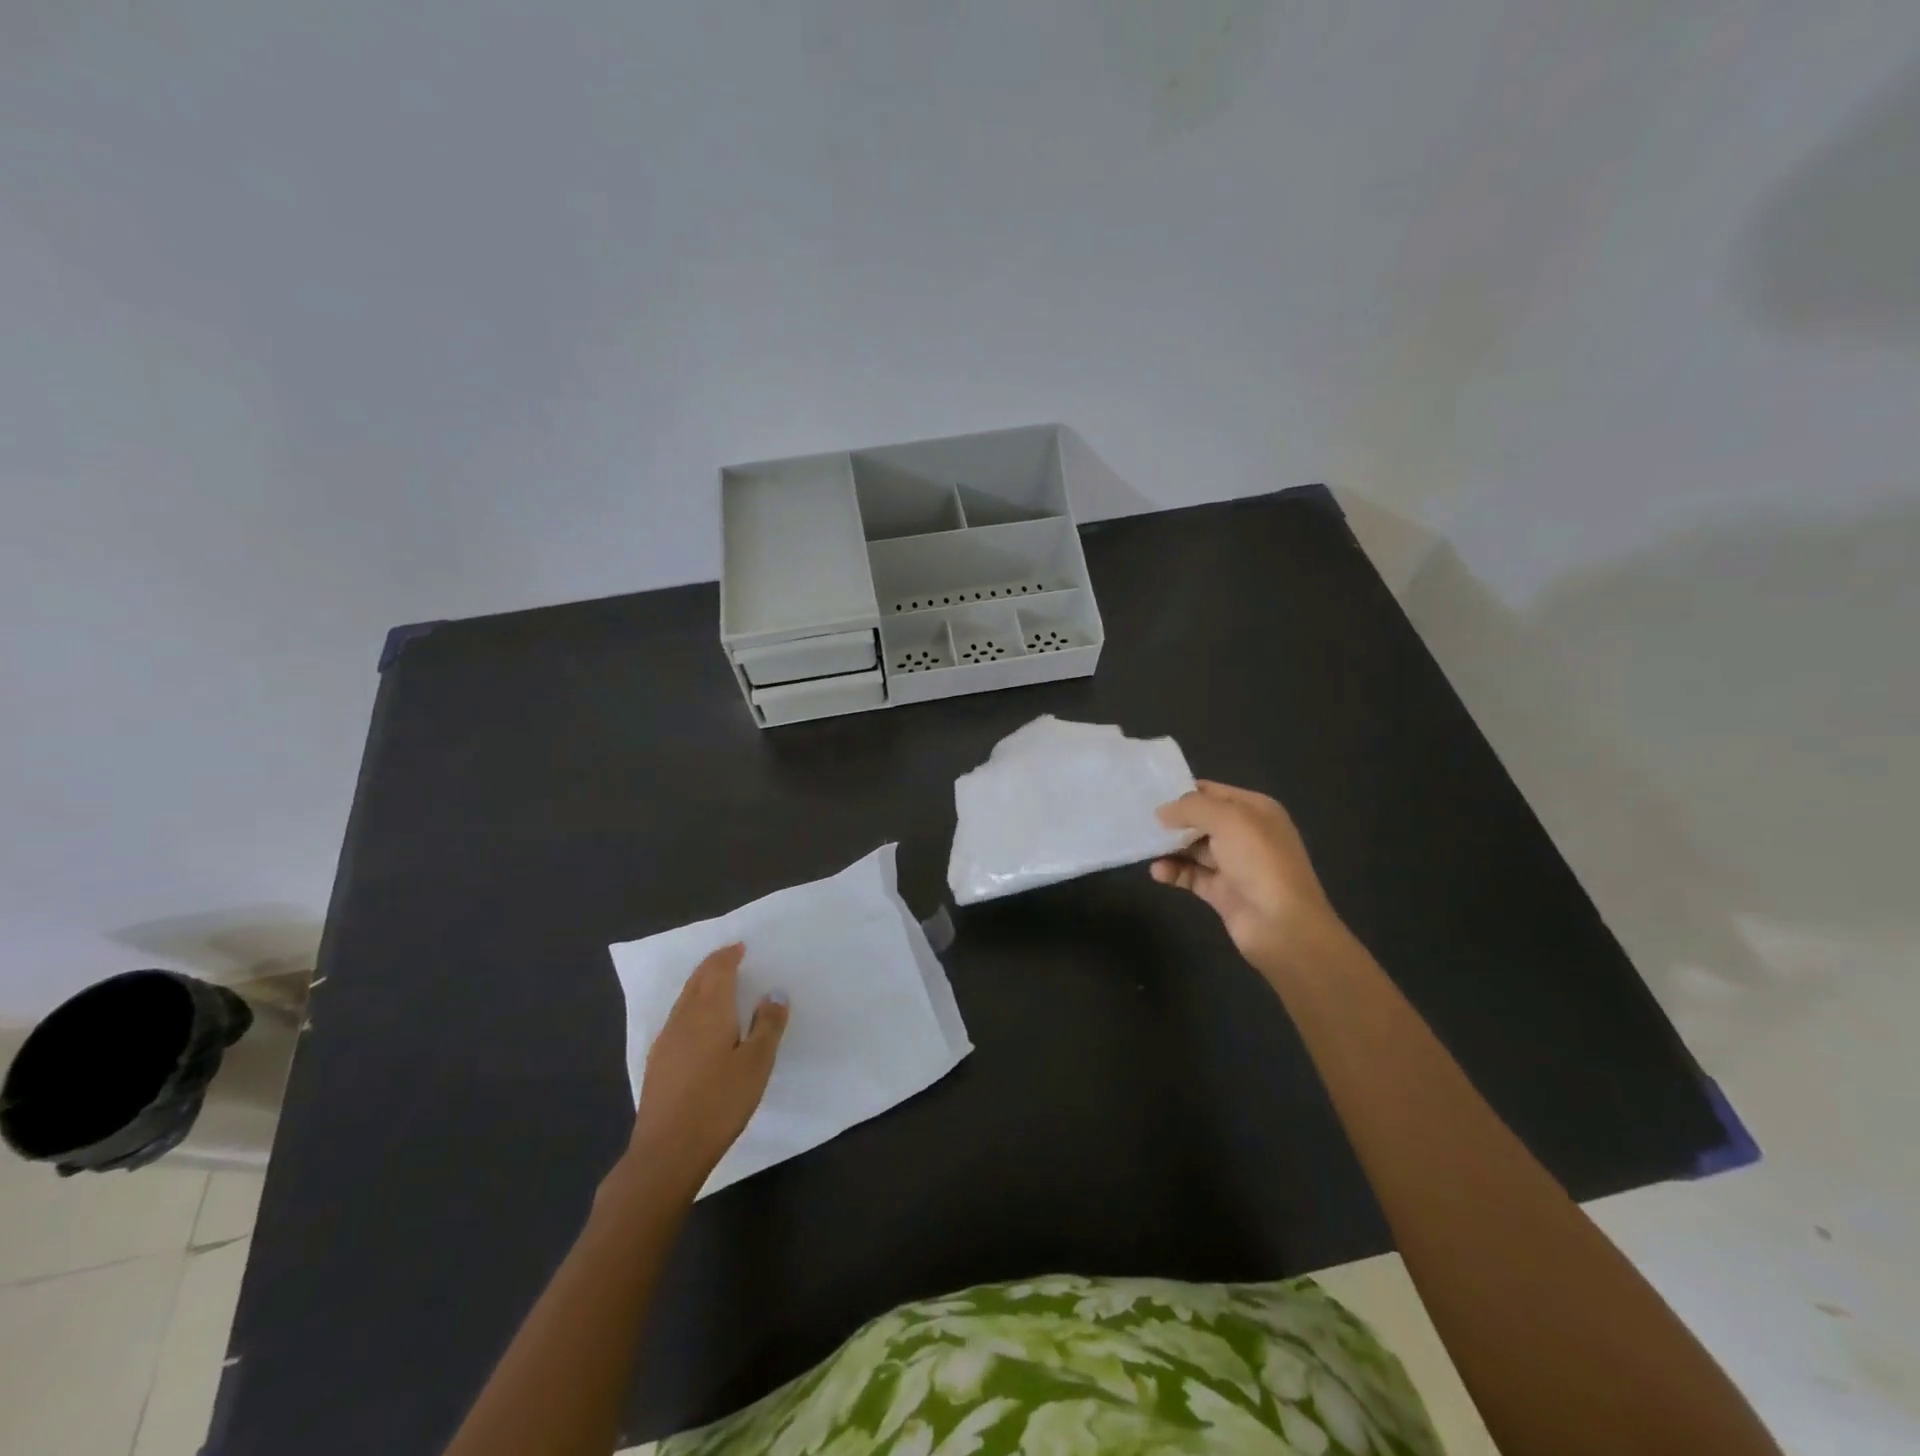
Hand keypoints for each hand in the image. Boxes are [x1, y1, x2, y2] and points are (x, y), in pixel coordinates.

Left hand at [624, 944, 787, 1197]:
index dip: (728, 956)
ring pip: (685, 999)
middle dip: (713, 965)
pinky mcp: (658, 1063)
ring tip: (717, 984)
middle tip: (730, 957)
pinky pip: (678, 1018)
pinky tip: (698, 1023)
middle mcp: (684, 1018)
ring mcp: (666, 1040)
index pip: (718, 971)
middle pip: (697, 980)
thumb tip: (774, 992)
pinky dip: (692, 1006)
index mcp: (710, 1011)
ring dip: (701, 984)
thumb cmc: (719, 1102)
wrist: (667, 1152)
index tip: (740, 946)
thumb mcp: (756, 1063)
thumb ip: (767, 1024)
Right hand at [1152, 780, 1347, 979]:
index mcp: (1254, 809)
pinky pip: (1192, 875)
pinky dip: (1173, 872)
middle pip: (1200, 820)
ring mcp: (1234, 864)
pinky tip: (1157, 872)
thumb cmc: (1259, 862)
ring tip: (1143, 846)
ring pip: (1193, 848)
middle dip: (1172, 820)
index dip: (1182, 791)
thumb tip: (1162, 812)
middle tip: (1138, 819)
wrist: (1283, 926)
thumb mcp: (1228, 820)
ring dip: (1169, 847)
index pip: (1212, 791)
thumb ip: (1192, 808)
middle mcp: (1245, 834)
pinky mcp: (1222, 892)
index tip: (1148, 793)